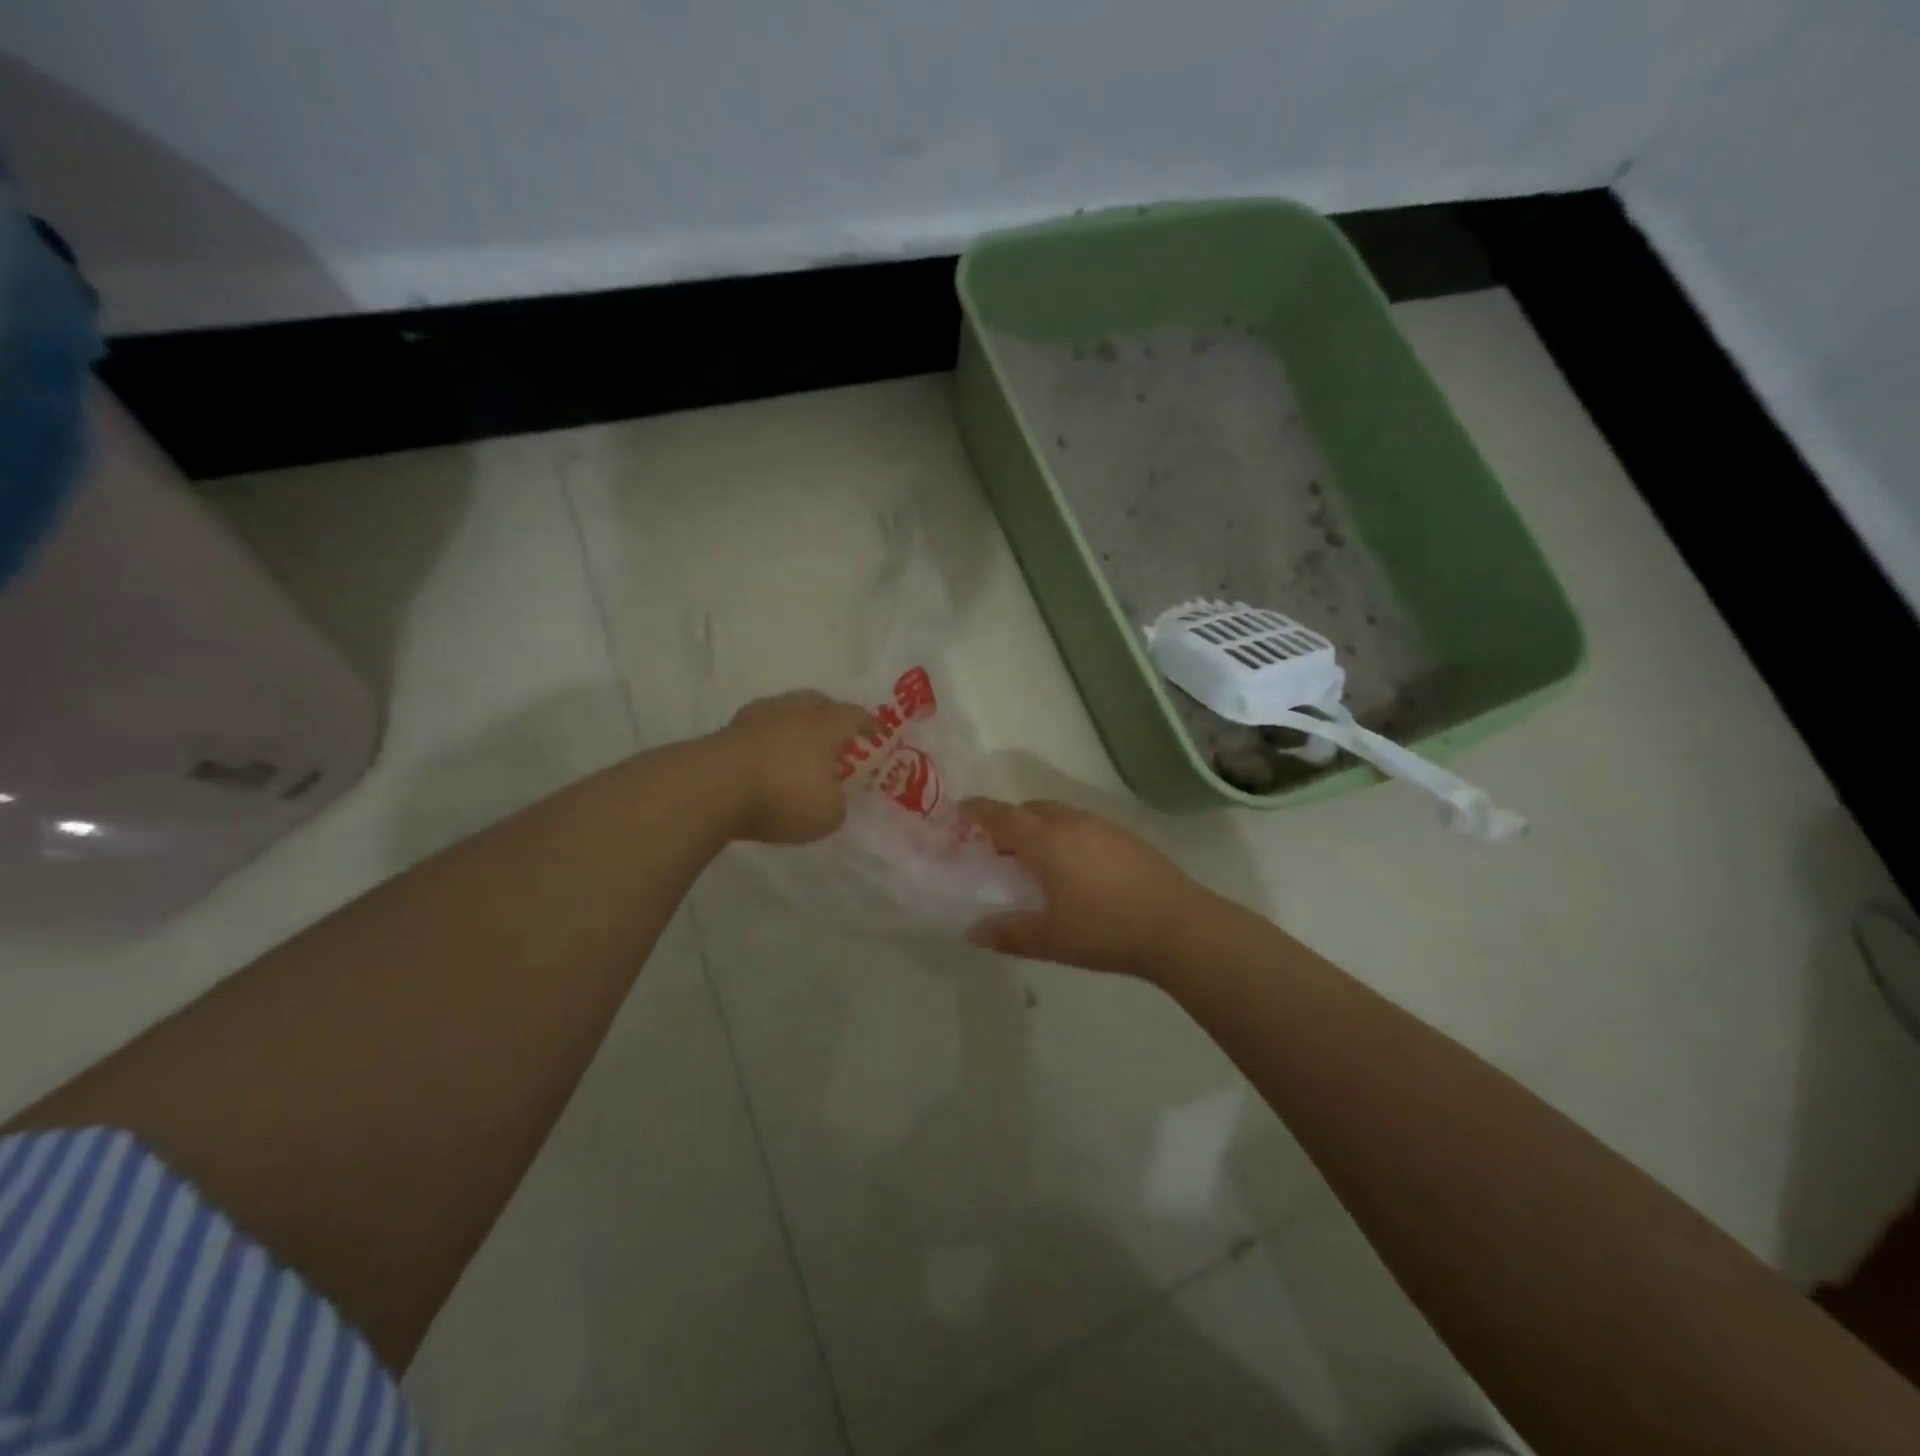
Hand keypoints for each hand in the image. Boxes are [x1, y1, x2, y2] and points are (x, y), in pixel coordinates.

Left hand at [711, 690, 871, 844]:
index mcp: (824, 725)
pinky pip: (757, 730)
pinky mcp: (725, 733)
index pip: (854, 715)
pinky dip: (766, 740)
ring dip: (794, 724)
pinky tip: (766, 758)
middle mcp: (792, 712)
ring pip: (782, 710)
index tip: (876, 735)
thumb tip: (831, 796)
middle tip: (835, 733)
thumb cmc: (782, 795)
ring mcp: (755, 719)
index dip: (869, 725)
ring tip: (797, 746)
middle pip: (816, 701)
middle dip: (829, 714)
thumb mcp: (827, 814)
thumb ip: (837, 803)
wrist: (712, 788)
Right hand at [959, 798, 1214, 978]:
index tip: (960, 809)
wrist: (1179, 926)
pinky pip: (1082, 824)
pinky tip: (1075, 865)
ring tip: (1036, 856)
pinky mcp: (1127, 837)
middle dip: (1010, 819)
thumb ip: (1008, 933)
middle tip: (998, 844)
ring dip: (1040, 825)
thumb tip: (973, 931)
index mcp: (1046, 841)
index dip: (978, 811)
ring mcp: (1103, 827)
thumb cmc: (1105, 930)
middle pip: (1032, 808)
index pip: (1002, 816)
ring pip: (1060, 814)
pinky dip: (1065, 833)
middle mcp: (1072, 823)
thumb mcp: (1050, 939)